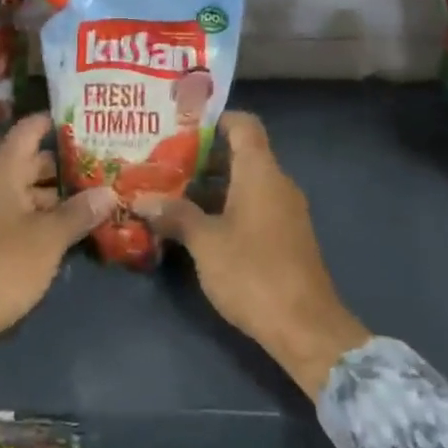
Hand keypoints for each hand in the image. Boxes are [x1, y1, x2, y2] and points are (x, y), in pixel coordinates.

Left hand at [0, 114, 116, 346]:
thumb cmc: (1, 263)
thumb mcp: (48, 238)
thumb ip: (79, 212)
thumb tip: (110, 192)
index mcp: (2, 171)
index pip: (29, 130)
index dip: (55, 121)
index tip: (85, 118)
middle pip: (32, 162)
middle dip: (65, 162)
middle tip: (103, 160)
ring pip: (28, 192)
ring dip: (58, 194)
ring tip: (96, 194)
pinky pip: (20, 216)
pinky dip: (44, 216)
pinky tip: (72, 226)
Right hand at [135, 112, 369, 397]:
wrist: (305, 327)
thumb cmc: (253, 272)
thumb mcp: (205, 242)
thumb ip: (175, 215)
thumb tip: (142, 199)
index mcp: (261, 172)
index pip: (244, 125)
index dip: (215, 119)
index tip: (181, 127)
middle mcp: (277, 183)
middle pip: (241, 153)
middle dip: (202, 157)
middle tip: (163, 162)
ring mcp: (284, 211)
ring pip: (245, 183)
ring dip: (211, 186)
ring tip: (170, 193)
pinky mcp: (285, 237)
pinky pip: (253, 206)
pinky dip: (226, 207)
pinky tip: (196, 225)